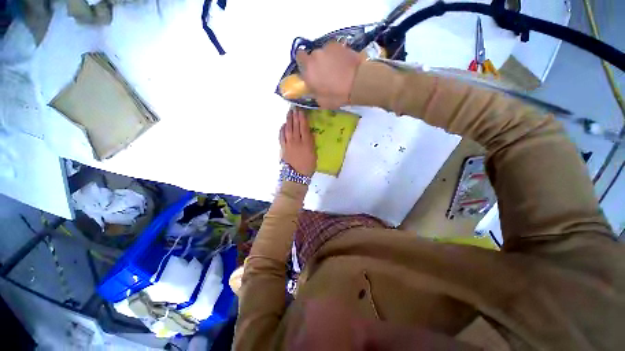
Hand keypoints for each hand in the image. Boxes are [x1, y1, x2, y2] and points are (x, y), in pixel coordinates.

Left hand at [280, 108, 316, 176]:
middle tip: (294, 107)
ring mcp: (288, 143)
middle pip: (295, 126)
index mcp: (306, 143)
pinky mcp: (283, 147)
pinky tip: (283, 125)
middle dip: (295, 116)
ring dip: (288, 120)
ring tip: (289, 113)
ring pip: (288, 129)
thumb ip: (311, 143)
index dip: (302, 118)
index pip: (304, 127)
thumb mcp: (314, 154)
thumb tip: (309, 133)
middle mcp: (296, 141)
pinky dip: (282, 129)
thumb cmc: (308, 165)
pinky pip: (281, 136)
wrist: (297, 175)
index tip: (301, 110)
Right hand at [296, 42, 363, 109]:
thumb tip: (313, 89)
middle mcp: (315, 56)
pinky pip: (334, 50)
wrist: (358, 82)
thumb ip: (314, 92)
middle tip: (324, 73)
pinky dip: (336, 56)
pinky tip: (343, 64)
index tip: (309, 70)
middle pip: (312, 56)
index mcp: (308, 70)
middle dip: (316, 63)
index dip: (303, 63)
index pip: (299, 57)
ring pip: (324, 52)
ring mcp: (328, 48)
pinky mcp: (340, 45)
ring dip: (327, 59)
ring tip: (336, 69)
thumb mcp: (322, 102)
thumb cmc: (337, 95)